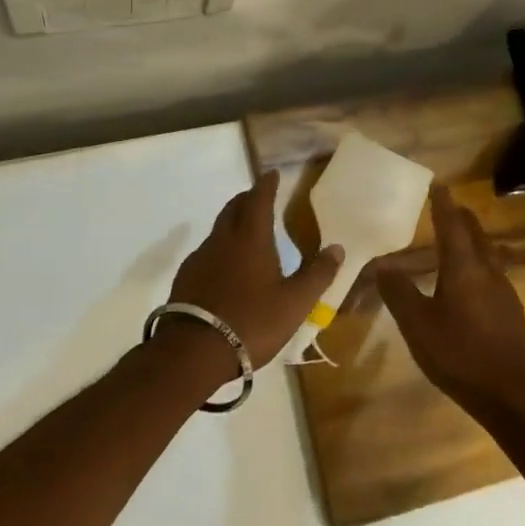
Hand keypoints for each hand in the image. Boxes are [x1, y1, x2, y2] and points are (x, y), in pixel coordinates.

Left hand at [162, 171, 343, 375]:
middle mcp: (223, 240)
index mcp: (251, 238)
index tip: (271, 174)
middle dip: (247, 199)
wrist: (194, 351)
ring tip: (246, 230)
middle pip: (234, 208)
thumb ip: (317, 274)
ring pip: (219, 230)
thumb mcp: (295, 303)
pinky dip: (221, 248)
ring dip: (233, 223)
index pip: (258, 200)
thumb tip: (337, 248)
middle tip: (259, 197)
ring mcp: (200, 258)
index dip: (266, 185)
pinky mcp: (187, 278)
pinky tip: (226, 266)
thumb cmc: (252, 321)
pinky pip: (207, 252)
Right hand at [377, 185, 524, 422]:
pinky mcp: (510, 312)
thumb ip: (398, 292)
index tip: (437, 184)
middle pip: (475, 234)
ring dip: (470, 241)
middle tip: (446, 208)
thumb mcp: (418, 325)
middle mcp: (487, 271)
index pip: (451, 224)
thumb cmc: (460, 354)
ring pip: (486, 254)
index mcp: (464, 267)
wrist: (514, 395)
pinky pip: (490, 274)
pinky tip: (467, 283)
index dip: (442, 203)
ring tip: (454, 241)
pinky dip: (476, 265)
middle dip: (460, 218)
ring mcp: (504, 291)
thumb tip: (381, 265)